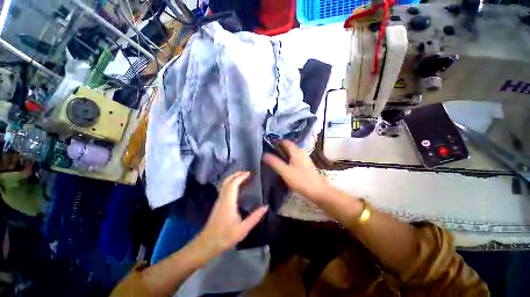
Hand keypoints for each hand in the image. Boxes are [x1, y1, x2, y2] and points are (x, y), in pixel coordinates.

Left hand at [191, 172, 267, 263]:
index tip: (249, 173)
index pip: (233, 184)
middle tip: (246, 172)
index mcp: (229, 202)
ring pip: (224, 184)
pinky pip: (224, 188)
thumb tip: (265, 207)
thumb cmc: (225, 236)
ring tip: (243, 177)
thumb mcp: (243, 229)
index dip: (240, 177)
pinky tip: (236, 187)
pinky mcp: (217, 204)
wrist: (207, 244)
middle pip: (227, 181)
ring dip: (233, 178)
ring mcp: (219, 201)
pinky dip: (230, 183)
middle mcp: (222, 198)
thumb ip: (255, 217)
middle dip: (236, 174)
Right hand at [263, 140, 329, 201]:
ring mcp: (305, 159)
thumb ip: (275, 163)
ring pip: (293, 152)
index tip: (269, 144)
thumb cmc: (301, 180)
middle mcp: (302, 153)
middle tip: (271, 151)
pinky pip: (296, 158)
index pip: (286, 142)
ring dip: (285, 153)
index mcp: (296, 152)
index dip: (277, 141)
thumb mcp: (285, 172)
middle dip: (281, 147)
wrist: (319, 191)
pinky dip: (290, 158)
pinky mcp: (307, 165)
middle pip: (290, 146)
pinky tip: (286, 165)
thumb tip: (264, 155)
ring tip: (276, 157)